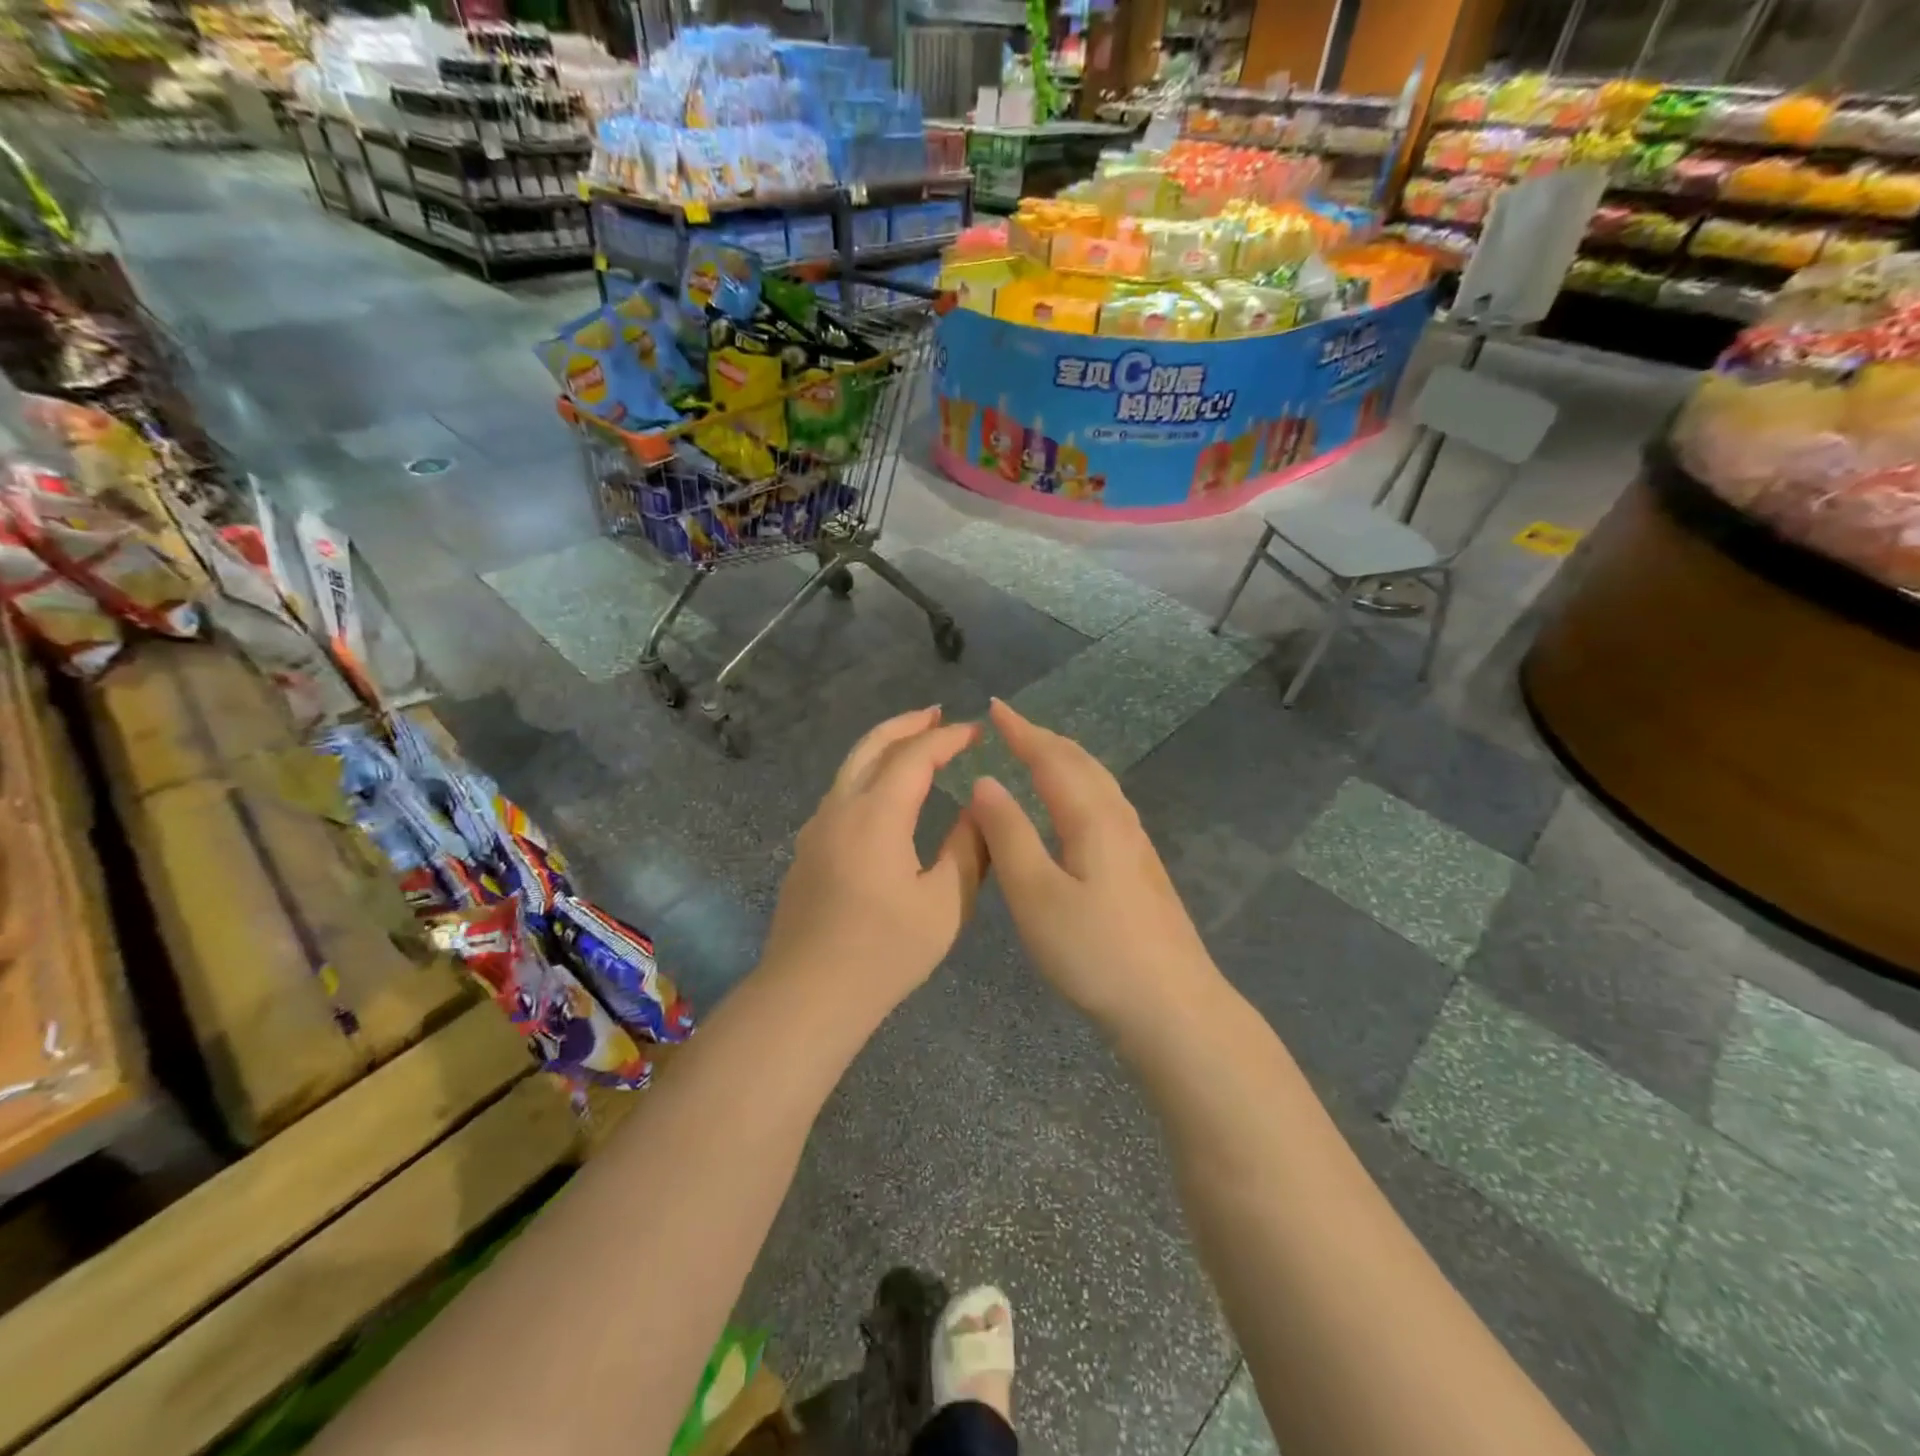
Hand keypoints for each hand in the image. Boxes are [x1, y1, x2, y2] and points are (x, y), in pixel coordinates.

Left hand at [762, 707, 988, 1015]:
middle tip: (937, 714)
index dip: (948, 738)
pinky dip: (868, 775)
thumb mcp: (944, 904)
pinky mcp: (807, 849)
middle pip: (871, 746)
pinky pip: (841, 793)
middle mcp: (840, 808)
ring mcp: (817, 828)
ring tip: (914, 744)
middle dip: (906, 724)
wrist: (808, 995)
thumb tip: (978, 809)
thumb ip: (967, 849)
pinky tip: (885, 795)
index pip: (915, 756)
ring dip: (883, 748)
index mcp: (876, 815)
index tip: (976, 731)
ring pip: (850, 768)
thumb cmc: (884, 952)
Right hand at [967, 699, 1217, 1029]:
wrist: (1172, 1006)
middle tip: (1011, 725)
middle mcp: (1118, 819)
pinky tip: (1075, 807)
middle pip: (1080, 763)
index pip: (1051, 758)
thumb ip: (1008, 835)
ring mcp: (1137, 844)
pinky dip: (1079, 785)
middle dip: (1043, 738)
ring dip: (1064, 759)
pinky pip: (1105, 803)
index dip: (1021, 731)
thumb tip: (984, 782)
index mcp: (1091, 818)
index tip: (995, 707)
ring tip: (1038, 754)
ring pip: (1098, 782)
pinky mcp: (1142, 868)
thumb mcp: (1035, 895)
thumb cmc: (1095, 951)